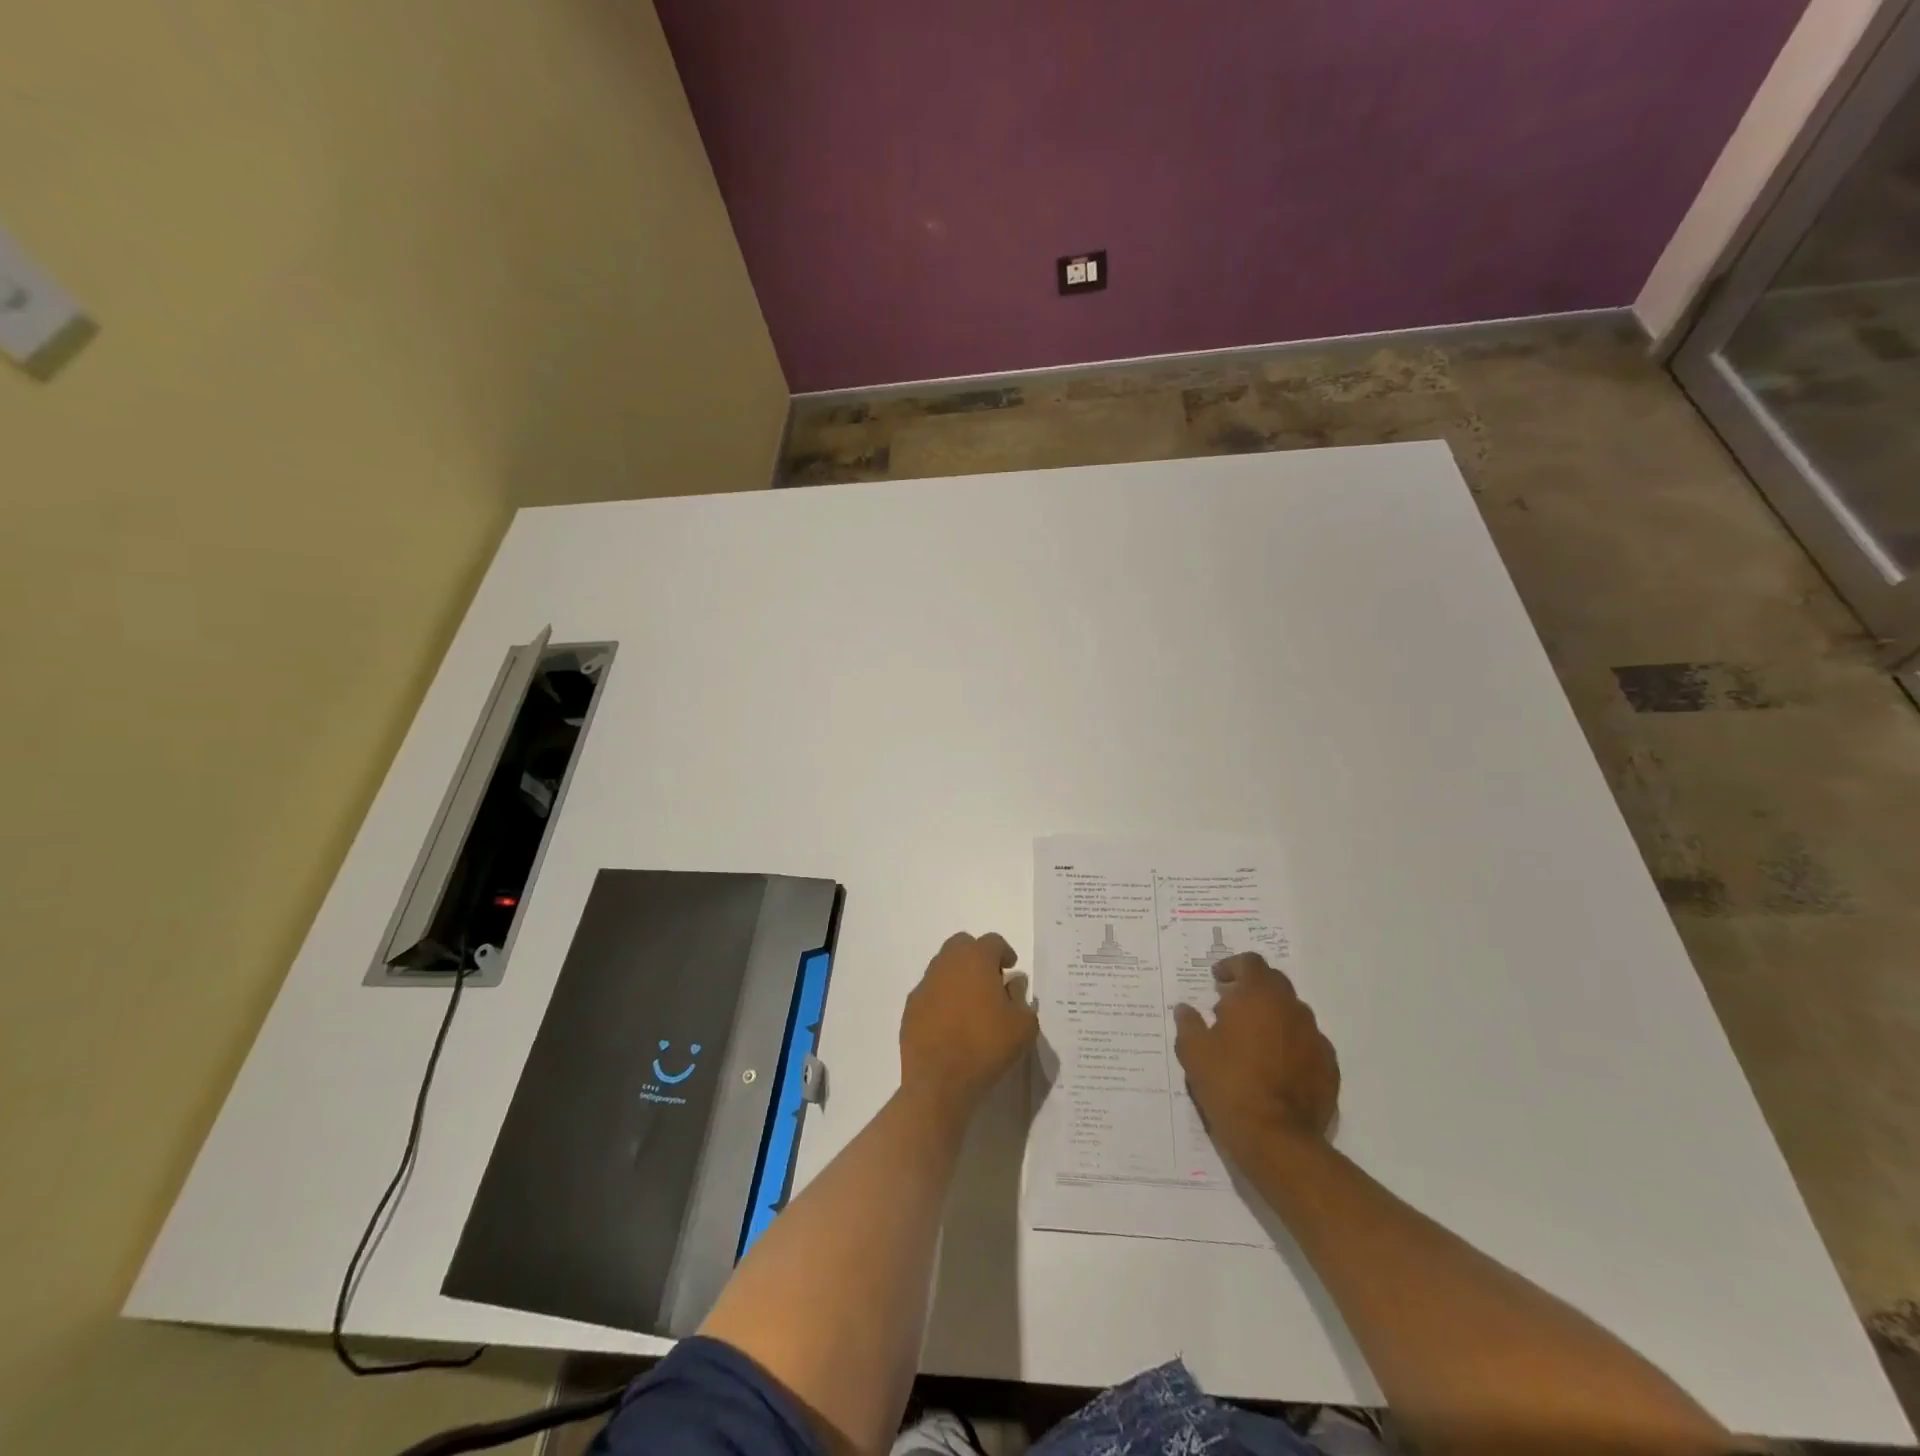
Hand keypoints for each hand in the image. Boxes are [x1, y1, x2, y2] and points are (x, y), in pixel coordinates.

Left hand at [900, 931, 1038, 1118]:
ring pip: (943, 966)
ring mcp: (925, 984)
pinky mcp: (910, 1007)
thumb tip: (1013, 985)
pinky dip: (941, 998)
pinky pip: (930, 992)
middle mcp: (947, 963)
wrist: (939, 1081)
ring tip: (970, 1003)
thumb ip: (1022, 999)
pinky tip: (950, 1022)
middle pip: (962, 945)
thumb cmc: (986, 1046)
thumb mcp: (1023, 1026)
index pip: (992, 942)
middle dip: (977, 956)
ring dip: (958, 976)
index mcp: (975, 959)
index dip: (1004, 953)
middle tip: (990, 980)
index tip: (1010, 969)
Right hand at [1174, 953, 1338, 1162]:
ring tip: (1252, 1040)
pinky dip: (1291, 1045)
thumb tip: (1186, 1009)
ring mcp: (1315, 1038)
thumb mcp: (1193, 1051)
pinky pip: (1307, 1044)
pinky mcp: (1329, 1067)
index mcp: (1259, 996)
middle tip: (1230, 1007)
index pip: (1250, 963)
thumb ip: (1189, 1023)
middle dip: (1252, 989)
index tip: (1217, 980)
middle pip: (1274, 983)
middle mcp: (1292, 1008)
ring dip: (1272, 1017)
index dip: (1232, 967)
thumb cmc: (1229, 1084)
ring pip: (1292, 1014)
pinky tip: (1275, 1066)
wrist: (1277, 1139)